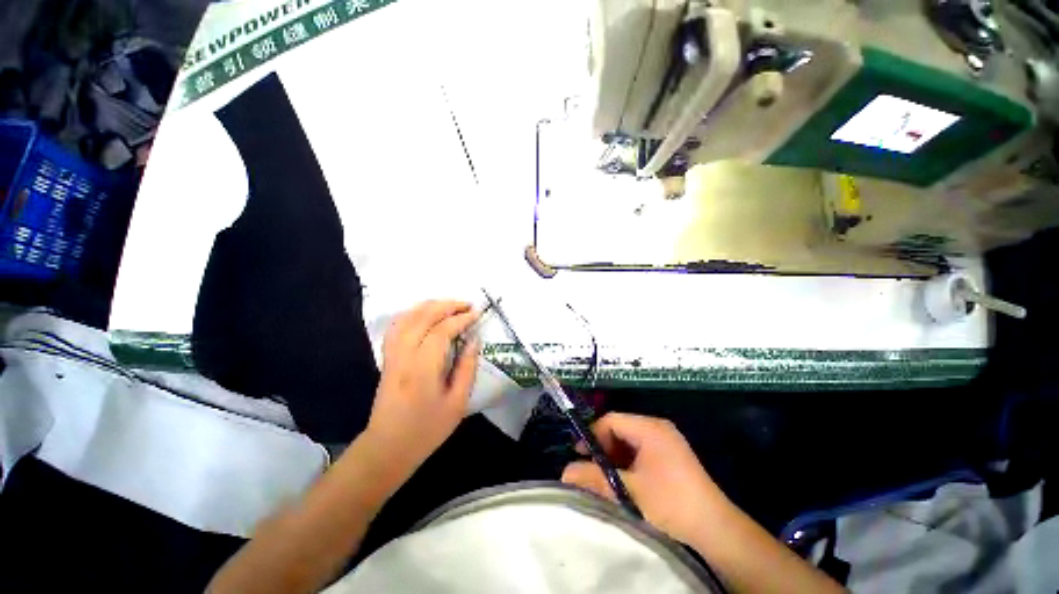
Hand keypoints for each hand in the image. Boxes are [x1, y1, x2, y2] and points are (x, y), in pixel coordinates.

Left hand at [365, 301, 479, 471]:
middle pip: (423, 316)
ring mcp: (392, 354)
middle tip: (467, 305)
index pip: (442, 330)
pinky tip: (424, 315)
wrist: (387, 448)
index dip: (461, 318)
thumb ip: (467, 368)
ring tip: (450, 305)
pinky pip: (397, 326)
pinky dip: (412, 314)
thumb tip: (474, 340)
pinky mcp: (387, 358)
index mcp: (423, 367)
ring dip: (430, 306)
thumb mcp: (457, 402)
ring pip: (408, 317)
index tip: (477, 313)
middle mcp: (404, 355)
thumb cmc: (427, 429)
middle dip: (447, 305)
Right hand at [562, 413, 728, 545]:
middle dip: (603, 446)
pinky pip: (642, 449)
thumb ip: (595, 478)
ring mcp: (667, 440)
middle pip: (620, 427)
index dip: (593, 434)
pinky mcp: (672, 454)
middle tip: (592, 467)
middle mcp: (658, 427)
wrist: (715, 528)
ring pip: (630, 440)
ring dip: (615, 455)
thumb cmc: (670, 503)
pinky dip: (629, 460)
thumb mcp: (628, 491)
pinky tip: (626, 479)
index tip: (581, 454)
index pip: (611, 420)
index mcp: (650, 428)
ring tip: (607, 475)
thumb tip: (564, 472)